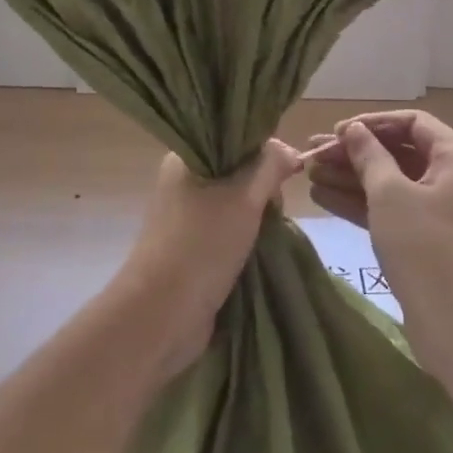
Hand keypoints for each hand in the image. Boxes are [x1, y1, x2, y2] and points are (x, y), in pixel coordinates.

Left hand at [116, 140, 300, 374]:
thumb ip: (271, 166)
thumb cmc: (202, 245)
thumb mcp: (245, 197)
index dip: (263, 150)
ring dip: (256, 215)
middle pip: (237, 170)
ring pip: (235, 202)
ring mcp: (185, 216)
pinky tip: (260, 246)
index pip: (233, 137)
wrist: (161, 315)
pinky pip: (227, 229)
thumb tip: (290, 151)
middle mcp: (182, 181)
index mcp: (184, 158)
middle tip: (274, 207)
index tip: (284, 171)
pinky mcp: (191, 247)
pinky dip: (246, 236)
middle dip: (262, 187)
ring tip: (268, 230)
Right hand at [306, 112, 452, 366]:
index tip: (336, 132)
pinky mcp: (428, 241)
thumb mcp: (391, 194)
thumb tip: (353, 129)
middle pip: (399, 152)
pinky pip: (392, 211)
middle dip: (354, 153)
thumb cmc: (427, 247)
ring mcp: (442, 212)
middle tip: (312, 154)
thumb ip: (369, 156)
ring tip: (309, 175)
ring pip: (392, 183)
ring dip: (352, 178)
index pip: (411, 123)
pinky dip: (362, 204)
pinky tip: (323, 199)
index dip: (371, 124)